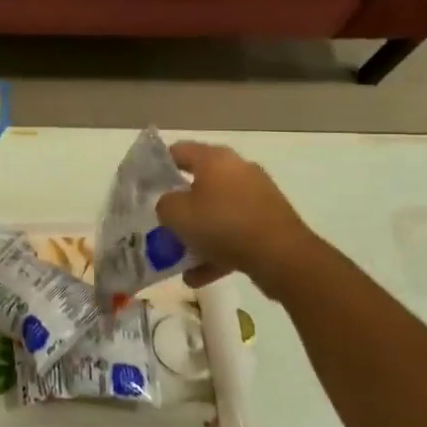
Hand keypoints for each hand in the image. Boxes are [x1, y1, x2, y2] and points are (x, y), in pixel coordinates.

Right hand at [155, 143, 319, 296]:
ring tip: (180, 256)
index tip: (144, 185)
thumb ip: (164, 204)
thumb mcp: (176, 214)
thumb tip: (171, 204)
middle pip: (199, 183)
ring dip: (199, 233)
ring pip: (218, 211)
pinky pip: (235, 232)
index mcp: (215, 159)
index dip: (158, 165)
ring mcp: (258, 196)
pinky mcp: (270, 221)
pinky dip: (218, 250)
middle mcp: (238, 170)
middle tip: (162, 221)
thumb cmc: (223, 224)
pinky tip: (200, 275)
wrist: (282, 256)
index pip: (178, 151)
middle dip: (180, 205)